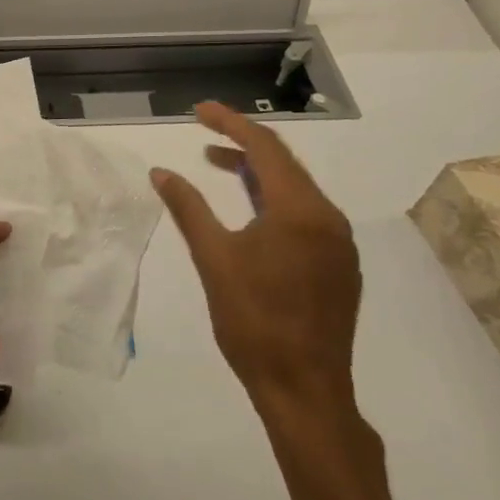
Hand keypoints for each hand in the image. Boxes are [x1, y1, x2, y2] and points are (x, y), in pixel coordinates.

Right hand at [151, 102, 360, 420]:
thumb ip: (188, 208)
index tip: (199, 109)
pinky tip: (249, 210)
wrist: (305, 390)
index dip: (230, 123)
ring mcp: (339, 244)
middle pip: (284, 163)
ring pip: (296, 189)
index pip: (265, 148)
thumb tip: (160, 172)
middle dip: (243, 143)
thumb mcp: (213, 258)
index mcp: (300, 211)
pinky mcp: (339, 266)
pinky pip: (305, 214)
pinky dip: (273, 199)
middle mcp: (328, 218)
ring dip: (257, 172)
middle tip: (203, 131)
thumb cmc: (253, 321)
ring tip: (216, 163)